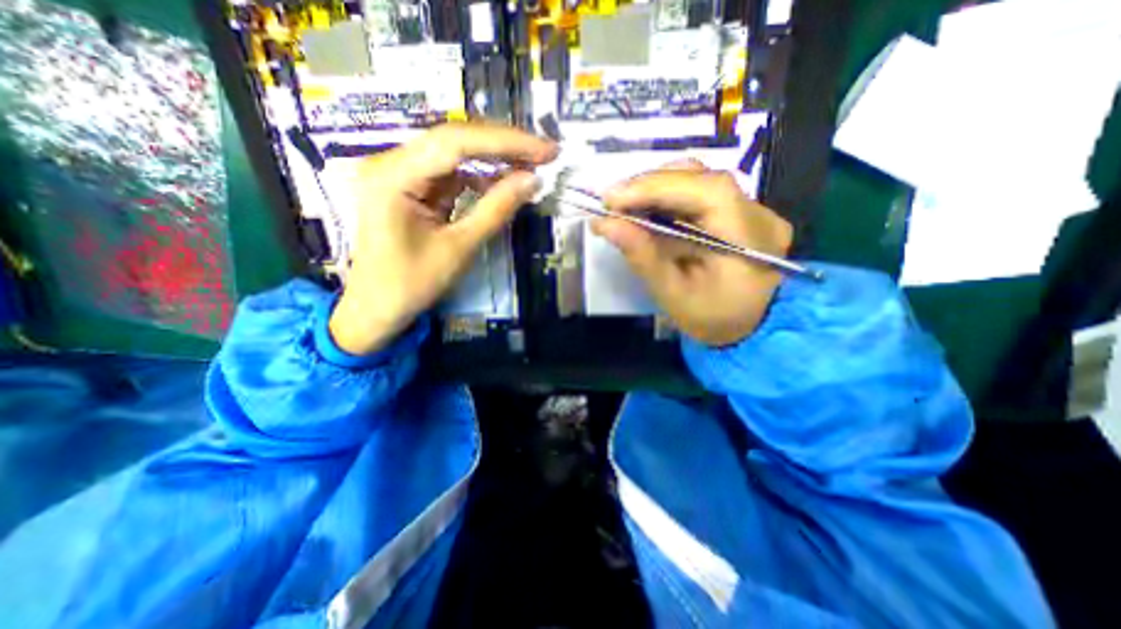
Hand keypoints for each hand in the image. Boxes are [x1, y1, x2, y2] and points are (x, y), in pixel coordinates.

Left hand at [333, 126, 560, 355]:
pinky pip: (451, 173)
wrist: (377, 308)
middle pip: (454, 139)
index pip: (455, 142)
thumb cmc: (412, 284)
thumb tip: (532, 181)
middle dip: (503, 146)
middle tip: (545, 153)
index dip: (505, 142)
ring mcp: (400, 173)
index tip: (545, 149)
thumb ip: (496, 210)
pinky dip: (480, 177)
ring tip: (531, 166)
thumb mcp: (459, 248)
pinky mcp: (411, 186)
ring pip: (455, 153)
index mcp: (393, 177)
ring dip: (494, 159)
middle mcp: (391, 163)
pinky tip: (503, 182)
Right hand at [596, 162, 795, 345]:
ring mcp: (753, 209)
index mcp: (749, 240)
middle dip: (650, 186)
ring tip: (623, 206)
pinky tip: (645, 210)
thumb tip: (605, 223)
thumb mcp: (673, 295)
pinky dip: (667, 197)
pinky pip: (700, 192)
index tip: (613, 198)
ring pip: (699, 179)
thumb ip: (642, 257)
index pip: (707, 192)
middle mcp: (758, 214)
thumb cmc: (711, 319)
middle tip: (611, 202)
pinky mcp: (740, 211)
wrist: (748, 327)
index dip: (657, 187)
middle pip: (702, 178)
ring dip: (655, 189)